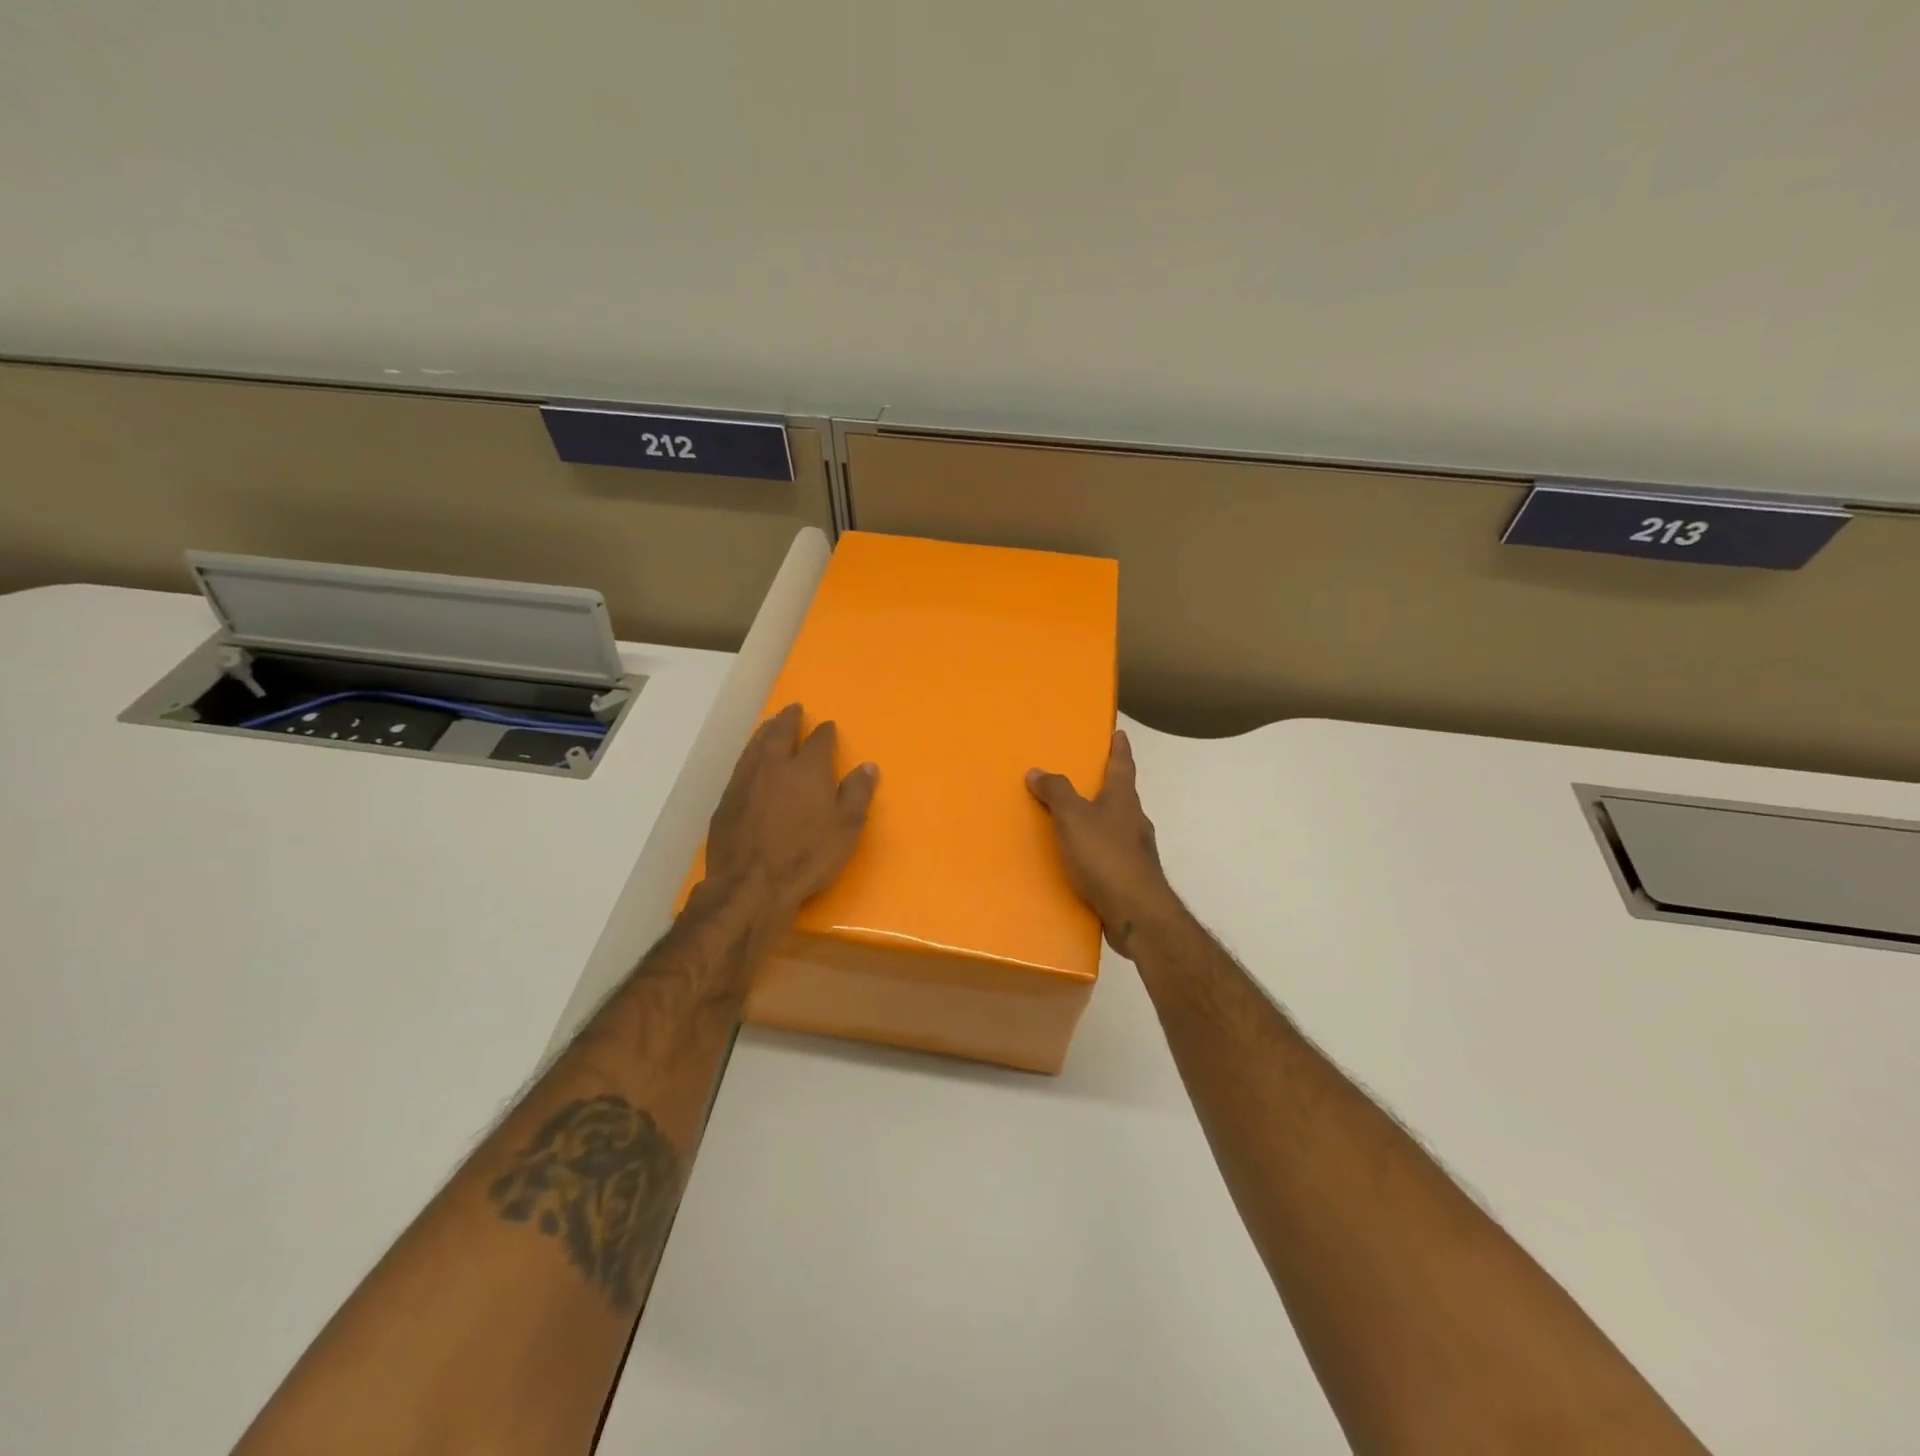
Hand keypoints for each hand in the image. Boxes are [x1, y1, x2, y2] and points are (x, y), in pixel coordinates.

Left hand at [706, 704, 878, 916]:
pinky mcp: (727, 801)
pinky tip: (750, 762)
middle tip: (792, 709)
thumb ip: (857, 794)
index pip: (819, 740)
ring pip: (755, 746)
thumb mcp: (846, 828)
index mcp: (807, 769)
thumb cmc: (807, 856)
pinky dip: (749, 757)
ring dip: (765, 732)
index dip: (825, 732)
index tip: (828, 726)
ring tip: (770, 724)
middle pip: (780, 733)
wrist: (751, 885)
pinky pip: (740, 767)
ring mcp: (745, 782)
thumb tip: (868, 766)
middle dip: (788, 719)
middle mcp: (774, 766)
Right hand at [1027, 729, 1179, 956]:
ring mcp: (1137, 852)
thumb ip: (1056, 793)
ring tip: (1075, 822)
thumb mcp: (1073, 818)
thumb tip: (1037, 771)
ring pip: (1117, 827)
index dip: (1120, 749)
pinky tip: (1080, 862)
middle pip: (1121, 796)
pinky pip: (1110, 856)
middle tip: (1086, 779)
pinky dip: (1096, 852)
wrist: (1136, 912)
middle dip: (1107, 787)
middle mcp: (1135, 821)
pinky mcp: (1131, 878)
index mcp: (1123, 800)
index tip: (1120, 734)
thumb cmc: (1105, 856)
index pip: (1123, 766)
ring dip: (1100, 821)